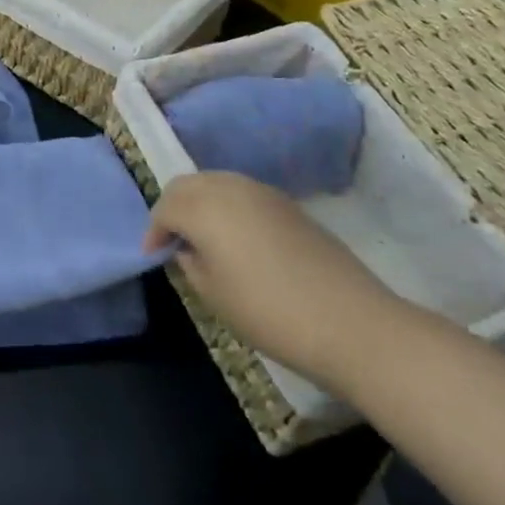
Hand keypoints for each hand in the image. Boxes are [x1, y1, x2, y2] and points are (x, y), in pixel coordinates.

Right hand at [144, 171, 411, 391]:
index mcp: (204, 208)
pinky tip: (236, 237)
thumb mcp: (213, 295)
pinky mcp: (288, 204)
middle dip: (173, 208)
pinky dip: (228, 206)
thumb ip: (190, 263)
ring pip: (215, 182)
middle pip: (187, 185)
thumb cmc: (269, 312)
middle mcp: (229, 188)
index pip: (165, 208)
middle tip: (172, 240)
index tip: (154, 255)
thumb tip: (188, 248)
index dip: (154, 232)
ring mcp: (262, 191)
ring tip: (202, 237)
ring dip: (201, 202)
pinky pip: (242, 192)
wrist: (350, 322)